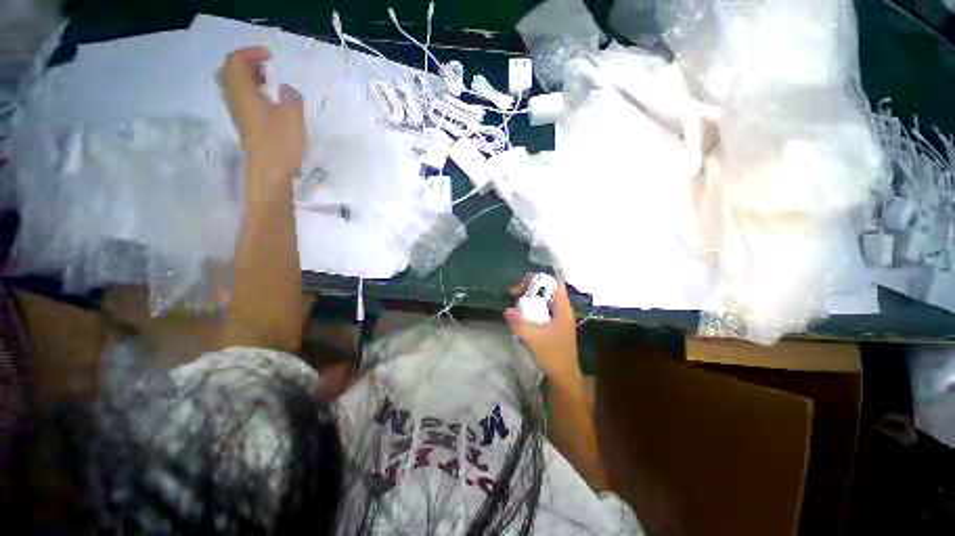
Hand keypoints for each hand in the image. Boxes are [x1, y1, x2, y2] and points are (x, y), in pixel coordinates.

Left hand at [220, 47, 305, 187]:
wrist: (269, 170)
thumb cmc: (280, 141)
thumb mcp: (293, 115)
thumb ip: (292, 96)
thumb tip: (287, 90)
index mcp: (242, 90)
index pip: (236, 60)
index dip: (251, 53)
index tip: (271, 57)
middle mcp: (234, 98)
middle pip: (230, 70)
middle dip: (247, 63)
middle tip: (266, 65)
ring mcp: (238, 112)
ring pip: (235, 84)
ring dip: (249, 77)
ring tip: (268, 80)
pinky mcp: (245, 123)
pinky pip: (241, 97)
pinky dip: (252, 91)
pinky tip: (268, 100)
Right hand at [504, 274, 581, 384]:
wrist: (565, 377)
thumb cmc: (553, 357)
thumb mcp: (534, 340)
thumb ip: (520, 324)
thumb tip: (507, 310)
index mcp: (563, 310)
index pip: (554, 284)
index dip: (538, 280)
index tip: (521, 288)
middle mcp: (563, 310)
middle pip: (548, 289)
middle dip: (531, 288)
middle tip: (514, 295)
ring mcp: (560, 317)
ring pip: (545, 299)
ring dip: (530, 298)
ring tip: (516, 304)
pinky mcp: (555, 324)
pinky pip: (543, 309)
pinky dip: (533, 308)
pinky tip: (523, 315)